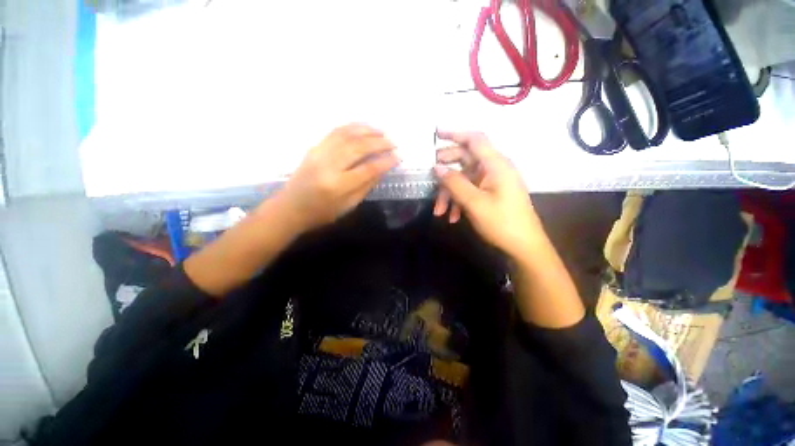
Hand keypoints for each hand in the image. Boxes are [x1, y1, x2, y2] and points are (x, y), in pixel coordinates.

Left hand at [275, 124, 398, 232]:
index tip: (398, 156)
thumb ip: (366, 186)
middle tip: (393, 142)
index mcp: (339, 186)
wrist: (290, 208)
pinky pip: (335, 132)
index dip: (386, 161)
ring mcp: (319, 153)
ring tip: (382, 132)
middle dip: (379, 143)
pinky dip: (351, 127)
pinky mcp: (314, 148)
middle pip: (358, 148)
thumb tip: (383, 169)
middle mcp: (328, 166)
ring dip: (367, 131)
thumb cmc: (322, 213)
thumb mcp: (349, 205)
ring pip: (347, 135)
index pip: (368, 169)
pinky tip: (363, 127)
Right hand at [433, 131, 542, 257]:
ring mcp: (493, 182)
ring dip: (450, 193)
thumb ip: (454, 183)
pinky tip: (452, 217)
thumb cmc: (501, 222)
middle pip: (465, 160)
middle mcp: (495, 169)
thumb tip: (437, 167)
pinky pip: (470, 191)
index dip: (455, 134)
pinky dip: (459, 201)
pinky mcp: (491, 193)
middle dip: (446, 171)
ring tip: (439, 212)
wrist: (524, 246)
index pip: (474, 139)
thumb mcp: (474, 203)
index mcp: (495, 164)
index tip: (435, 134)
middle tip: (430, 178)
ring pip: (465, 179)